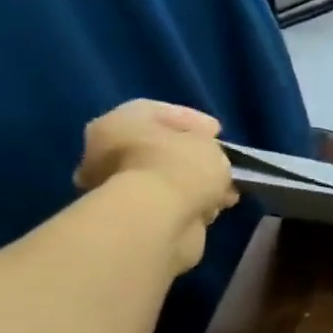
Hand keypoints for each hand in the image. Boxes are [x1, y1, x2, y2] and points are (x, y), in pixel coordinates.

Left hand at [73, 100, 238, 273]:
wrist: (158, 221)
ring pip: (165, 179)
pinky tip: (212, 209)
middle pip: (158, 148)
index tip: (217, 133)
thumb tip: (204, 152)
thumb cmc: (179, 167)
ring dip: (194, 184)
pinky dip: (189, 205)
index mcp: (118, 123)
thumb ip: (206, 143)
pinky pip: (168, 205)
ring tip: (225, 192)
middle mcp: (107, 153)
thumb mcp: (207, 143)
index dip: (191, 120)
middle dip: (191, 157)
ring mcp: (117, 189)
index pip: (155, 111)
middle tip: (219, 162)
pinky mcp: (133, 220)